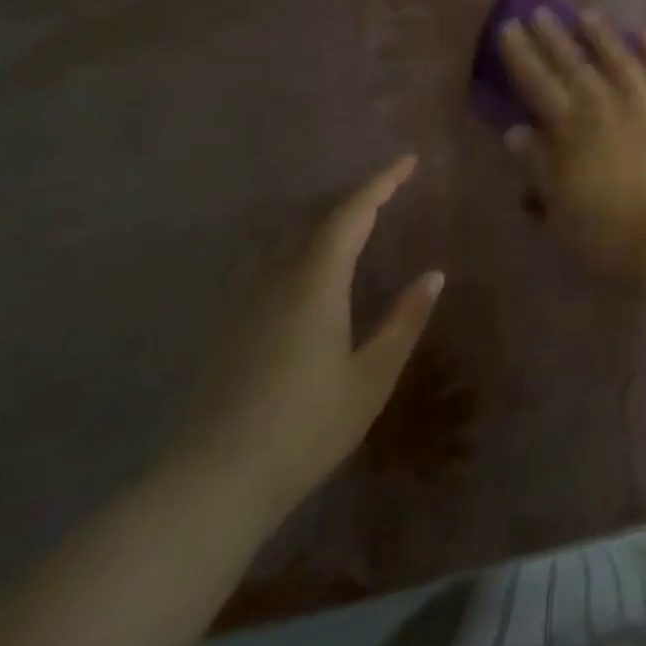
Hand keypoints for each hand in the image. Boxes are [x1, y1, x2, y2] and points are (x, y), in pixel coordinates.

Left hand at [175, 155, 442, 520]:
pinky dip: (298, 244)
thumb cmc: (306, 427)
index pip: (350, 214)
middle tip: (389, 187)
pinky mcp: (230, 325)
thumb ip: (404, 321)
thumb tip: (433, 276)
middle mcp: (276, 280)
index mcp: (315, 284)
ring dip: (323, 218)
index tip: (408, 161)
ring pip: (286, 237)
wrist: (212, 484)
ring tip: (353, 218)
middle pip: (315, 218)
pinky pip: (267, 261)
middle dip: (354, 195)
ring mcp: (245, 302)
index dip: (381, 183)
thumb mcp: (372, 376)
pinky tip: (304, 264)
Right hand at [500, 10, 645, 278]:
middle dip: (554, 37)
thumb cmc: (613, 233)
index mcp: (572, 130)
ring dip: (602, 36)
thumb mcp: (562, 208)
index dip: (521, 55)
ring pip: (619, 59)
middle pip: (575, 64)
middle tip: (540, 11)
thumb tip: (515, 129)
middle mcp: (606, 105)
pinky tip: (645, 33)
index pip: (538, 83)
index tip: (509, 28)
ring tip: (588, 14)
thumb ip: (539, 165)